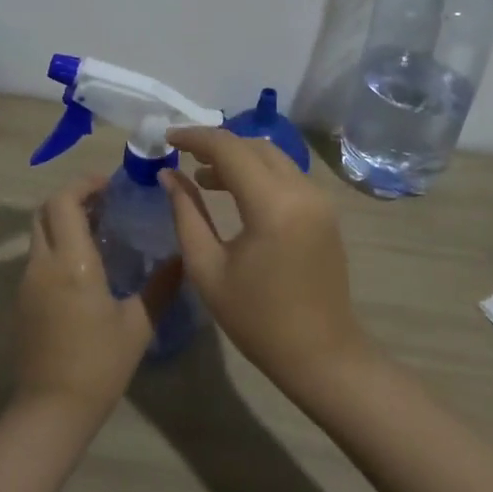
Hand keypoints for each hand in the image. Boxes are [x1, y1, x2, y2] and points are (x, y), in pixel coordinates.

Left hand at [13, 174, 178, 420]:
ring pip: (39, 235)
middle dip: (72, 199)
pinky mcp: (21, 302)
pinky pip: (37, 259)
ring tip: (100, 232)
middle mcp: (42, 264)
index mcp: (71, 262)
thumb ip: (161, 286)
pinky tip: (84, 267)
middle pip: (45, 212)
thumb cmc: (99, 364)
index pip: (63, 201)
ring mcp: (27, 283)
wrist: (51, 409)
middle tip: (106, 204)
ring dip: (63, 223)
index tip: (109, 184)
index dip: (83, 184)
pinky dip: (57, 247)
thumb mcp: (138, 324)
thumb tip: (182, 258)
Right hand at [163, 129, 370, 394]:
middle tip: (183, 156)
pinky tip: (236, 193)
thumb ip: (186, 213)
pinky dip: (259, 173)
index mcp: (272, 204)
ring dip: (239, 158)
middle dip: (217, 145)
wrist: (321, 354)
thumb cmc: (257, 319)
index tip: (167, 137)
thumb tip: (168, 175)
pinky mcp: (325, 211)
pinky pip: (287, 175)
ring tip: (203, 177)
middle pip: (254, 145)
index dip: (195, 137)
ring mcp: (319, 199)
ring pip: (273, 157)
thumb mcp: (208, 268)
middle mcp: (302, 190)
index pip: (229, 148)